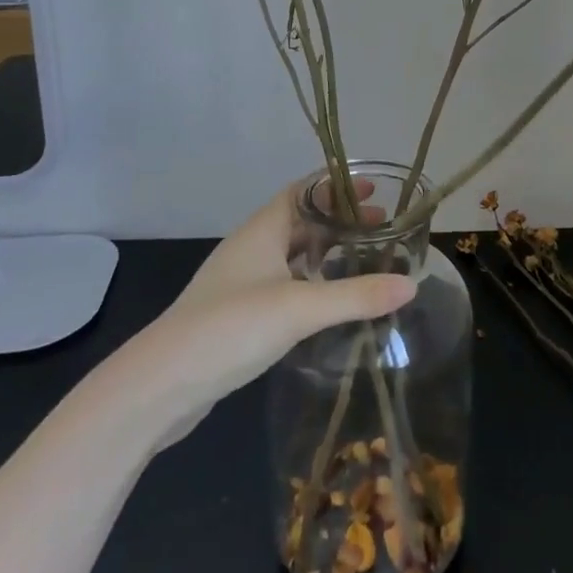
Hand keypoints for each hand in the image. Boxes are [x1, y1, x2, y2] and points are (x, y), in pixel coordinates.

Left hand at [128, 180, 415, 450]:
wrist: (160, 385)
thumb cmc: (230, 328)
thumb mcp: (300, 308)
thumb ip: (356, 296)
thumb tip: (412, 285)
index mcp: (262, 230)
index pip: (303, 191)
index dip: (337, 187)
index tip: (375, 190)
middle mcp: (251, 248)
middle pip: (301, 221)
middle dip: (340, 221)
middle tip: (382, 227)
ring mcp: (241, 282)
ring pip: (291, 255)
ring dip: (326, 252)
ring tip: (364, 261)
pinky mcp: (237, 315)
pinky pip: (283, 284)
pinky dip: (310, 283)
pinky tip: (329, 303)